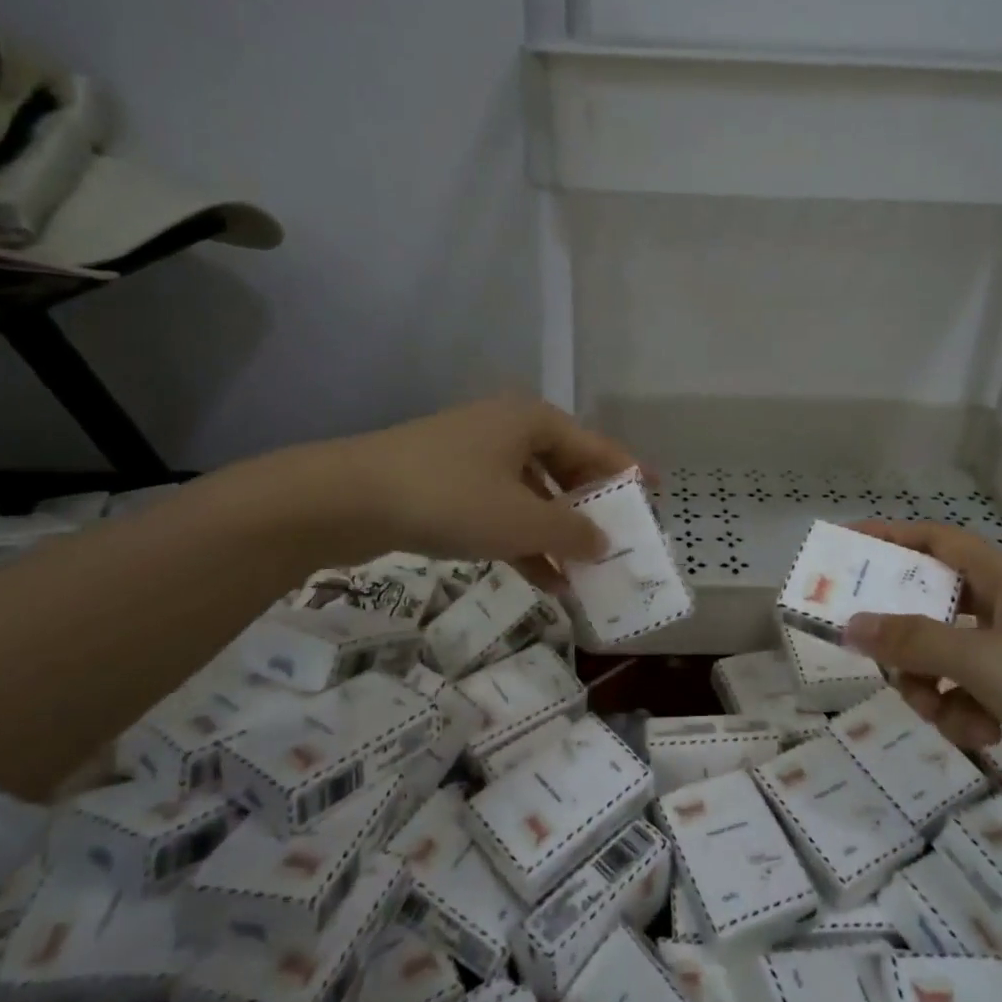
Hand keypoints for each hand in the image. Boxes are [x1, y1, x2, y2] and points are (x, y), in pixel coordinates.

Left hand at [265, 397, 639, 585]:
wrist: (346, 500)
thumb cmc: (450, 498)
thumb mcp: (522, 520)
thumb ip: (572, 531)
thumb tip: (604, 542)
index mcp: (532, 421)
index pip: (596, 448)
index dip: (628, 475)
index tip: (655, 498)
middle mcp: (507, 430)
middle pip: (565, 470)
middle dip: (590, 511)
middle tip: (618, 544)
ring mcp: (473, 457)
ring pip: (532, 495)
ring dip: (557, 534)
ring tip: (585, 575)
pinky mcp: (446, 485)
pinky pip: (500, 511)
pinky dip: (522, 540)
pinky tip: (543, 579)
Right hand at [840, 521, 1001, 822]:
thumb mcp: (984, 660)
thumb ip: (913, 642)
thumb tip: (850, 624)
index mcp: (1001, 576)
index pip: (931, 540)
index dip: (886, 537)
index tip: (841, 548)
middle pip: (931, 605)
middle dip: (903, 639)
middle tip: (878, 662)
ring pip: (948, 656)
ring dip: (933, 686)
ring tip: (944, 715)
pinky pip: (975, 692)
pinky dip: (966, 712)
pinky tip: (983, 737)